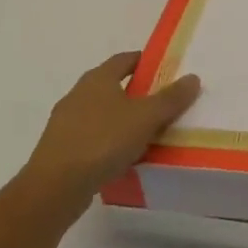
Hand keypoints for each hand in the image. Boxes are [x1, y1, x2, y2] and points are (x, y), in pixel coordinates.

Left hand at [17, 52, 200, 221]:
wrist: (54, 188)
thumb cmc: (102, 141)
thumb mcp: (145, 118)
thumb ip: (170, 98)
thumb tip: (193, 77)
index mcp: (98, 78)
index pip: (124, 59)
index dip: (144, 61)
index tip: (164, 70)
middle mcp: (78, 94)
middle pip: (112, 86)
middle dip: (135, 93)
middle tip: (160, 104)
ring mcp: (65, 122)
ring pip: (100, 113)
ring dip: (120, 120)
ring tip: (144, 134)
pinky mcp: (59, 149)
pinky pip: (90, 138)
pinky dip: (107, 142)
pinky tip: (121, 158)